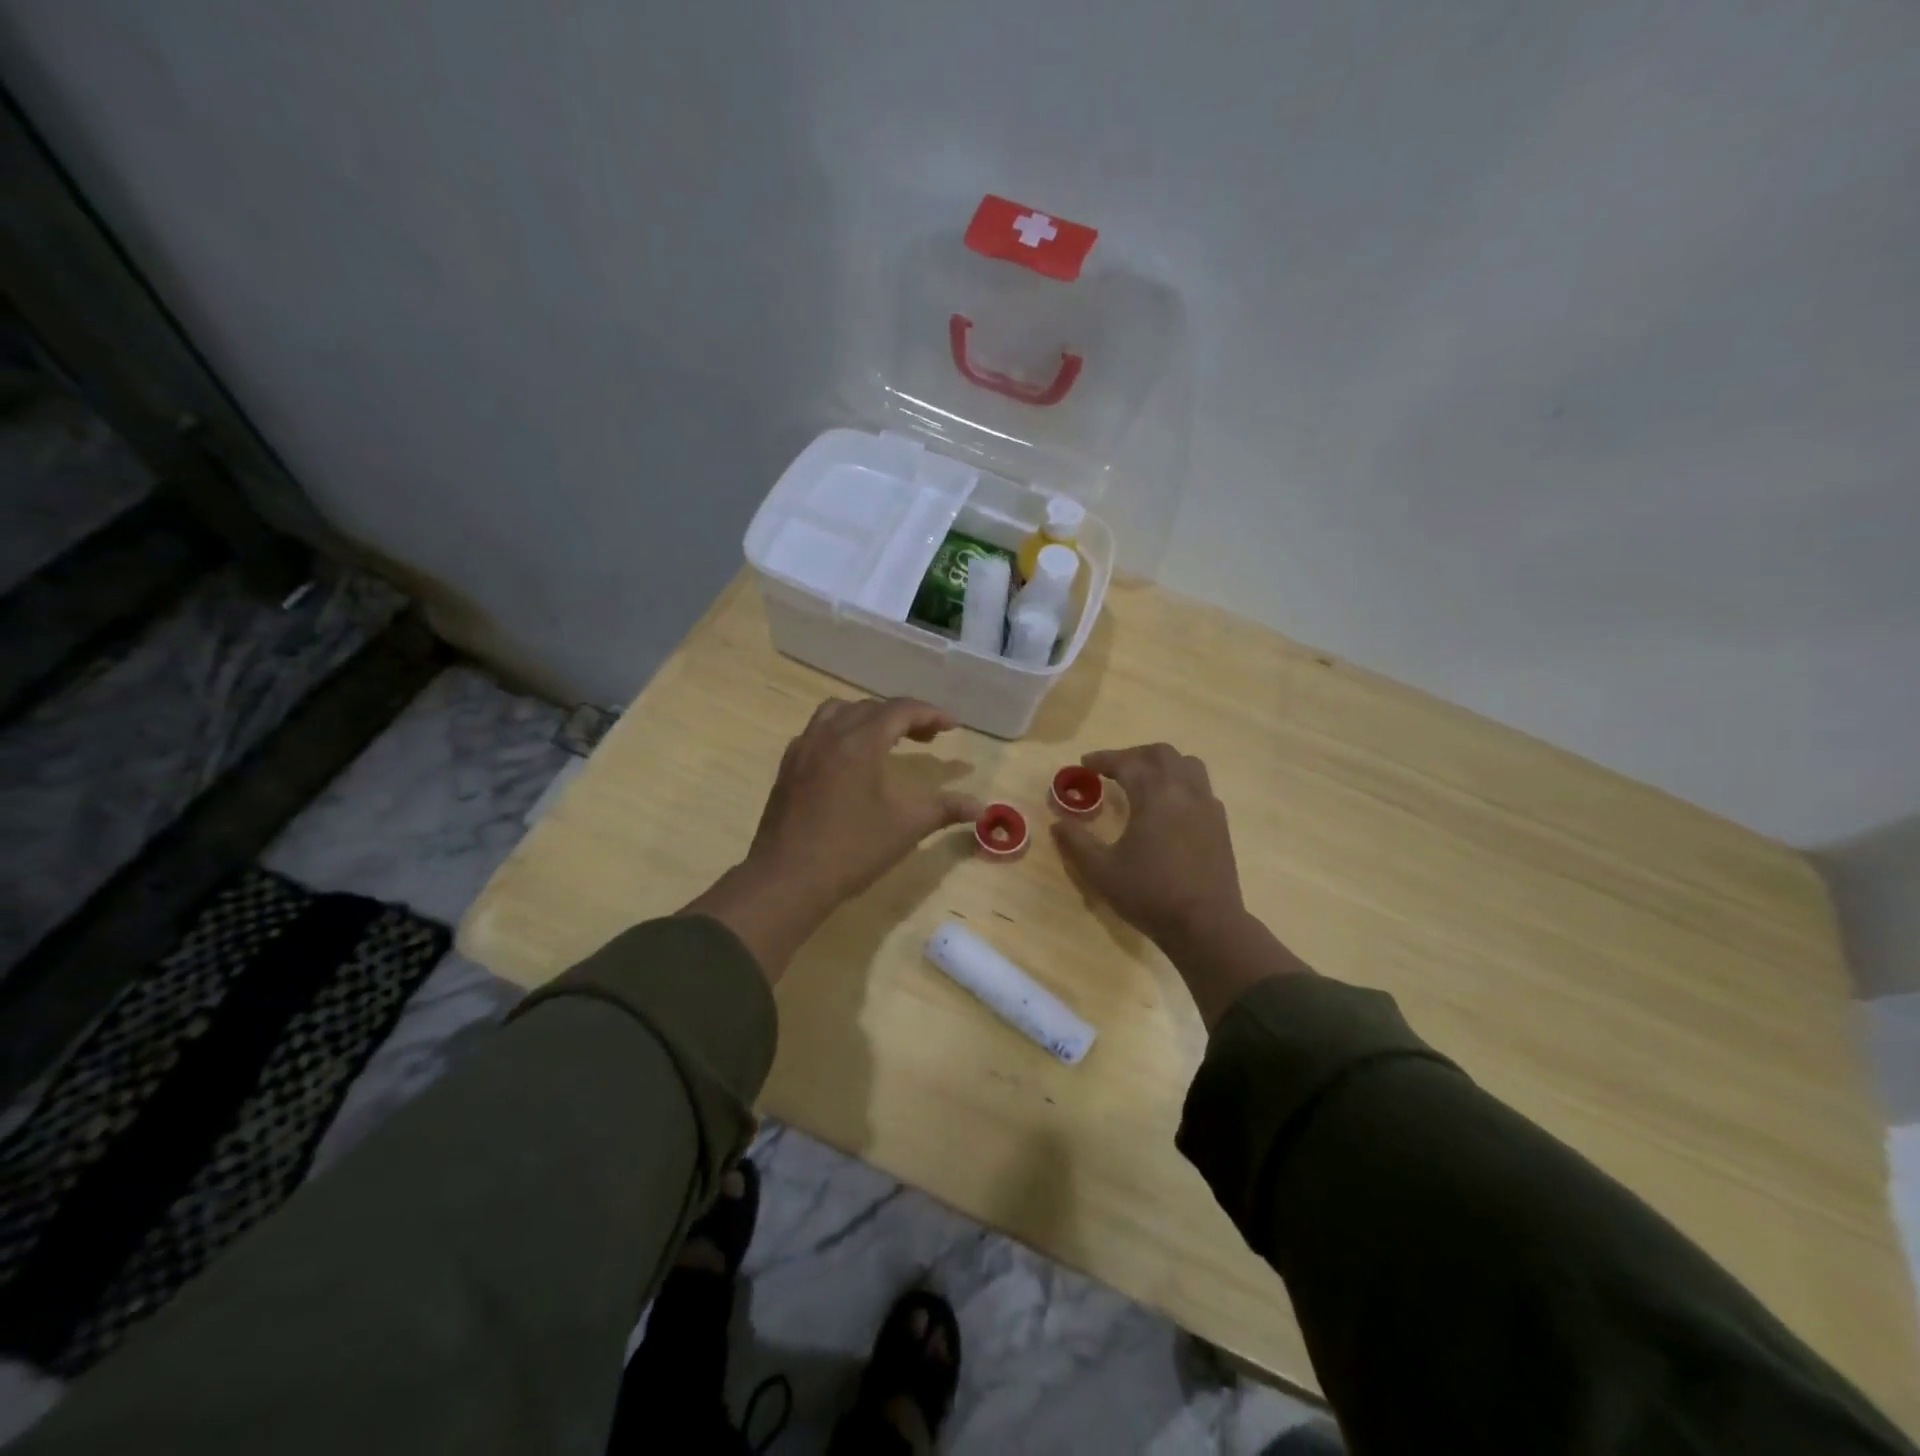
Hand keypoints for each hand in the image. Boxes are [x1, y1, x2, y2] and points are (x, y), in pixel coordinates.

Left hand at [684, 698, 980, 979]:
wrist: (788, 880)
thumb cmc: (852, 850)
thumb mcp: (907, 826)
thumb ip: (945, 809)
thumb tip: (982, 808)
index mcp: (859, 742)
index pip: (900, 710)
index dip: (930, 713)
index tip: (952, 726)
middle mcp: (828, 735)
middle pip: (870, 708)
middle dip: (903, 716)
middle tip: (928, 738)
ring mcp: (802, 749)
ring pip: (838, 712)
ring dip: (868, 718)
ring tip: (888, 740)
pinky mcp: (787, 768)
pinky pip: (817, 732)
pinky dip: (840, 732)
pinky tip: (850, 760)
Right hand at [1054, 743, 1307, 1027]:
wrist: (1206, 924)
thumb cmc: (1150, 895)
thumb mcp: (1102, 871)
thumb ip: (1076, 843)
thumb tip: (1057, 823)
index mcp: (1154, 796)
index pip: (1127, 762)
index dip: (1103, 759)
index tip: (1085, 763)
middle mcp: (1184, 791)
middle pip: (1161, 754)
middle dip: (1134, 755)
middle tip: (1113, 770)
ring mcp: (1207, 806)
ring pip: (1187, 765)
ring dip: (1162, 764)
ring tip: (1143, 781)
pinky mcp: (1220, 824)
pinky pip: (1201, 788)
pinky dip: (1181, 785)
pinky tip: (1169, 808)